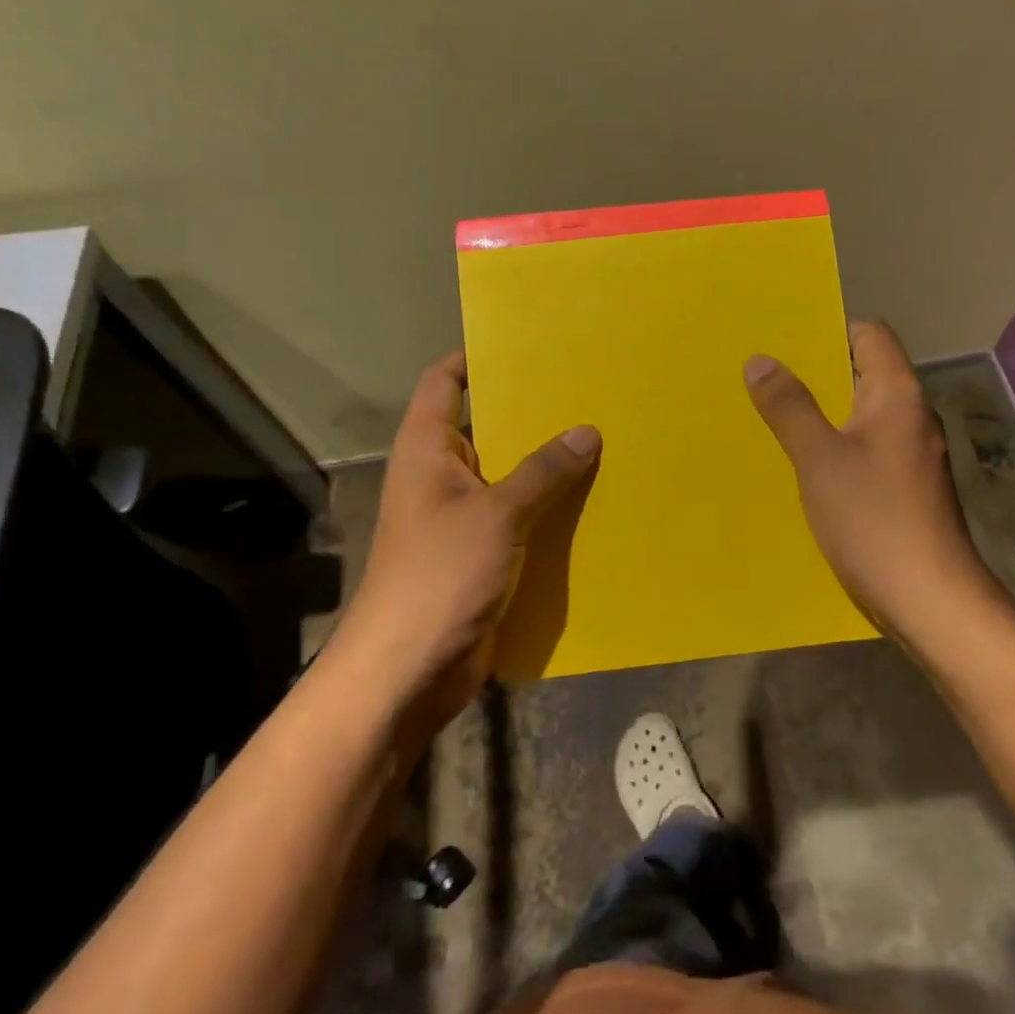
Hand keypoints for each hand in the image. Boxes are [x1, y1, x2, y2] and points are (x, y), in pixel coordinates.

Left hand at [330, 352, 599, 718]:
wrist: (410, 669)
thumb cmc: (440, 575)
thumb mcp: (497, 515)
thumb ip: (543, 472)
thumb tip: (586, 432)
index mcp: (428, 450)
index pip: (445, 382)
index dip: (476, 358)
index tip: (528, 344)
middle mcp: (443, 476)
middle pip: (488, 429)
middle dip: (533, 414)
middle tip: (589, 393)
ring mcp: (462, 518)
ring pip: (511, 478)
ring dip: (549, 468)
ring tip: (604, 442)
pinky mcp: (483, 555)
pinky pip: (522, 520)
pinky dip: (550, 511)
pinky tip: (594, 503)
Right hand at [744, 320, 998, 644]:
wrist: (930, 598)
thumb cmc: (873, 519)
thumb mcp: (818, 459)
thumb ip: (789, 407)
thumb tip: (761, 360)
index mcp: (897, 394)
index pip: (870, 334)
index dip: (829, 331)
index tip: (784, 344)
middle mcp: (911, 416)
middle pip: (864, 375)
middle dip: (816, 376)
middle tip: (764, 381)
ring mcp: (913, 454)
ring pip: (862, 417)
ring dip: (823, 416)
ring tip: (773, 421)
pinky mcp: (907, 488)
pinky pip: (866, 451)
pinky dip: (836, 450)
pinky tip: (804, 470)